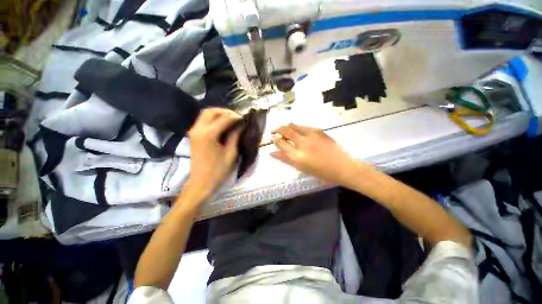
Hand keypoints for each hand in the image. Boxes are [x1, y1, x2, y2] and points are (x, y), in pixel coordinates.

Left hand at [186, 108, 241, 197]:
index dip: (236, 117)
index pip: (224, 119)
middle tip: (238, 118)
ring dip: (219, 114)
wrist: (201, 182)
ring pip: (206, 114)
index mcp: (208, 135)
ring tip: (232, 120)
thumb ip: (235, 136)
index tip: (245, 119)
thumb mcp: (231, 154)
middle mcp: (198, 129)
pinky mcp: (194, 135)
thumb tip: (241, 125)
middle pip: (211, 111)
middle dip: (226, 112)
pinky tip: (223, 125)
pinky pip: (203, 120)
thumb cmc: (218, 171)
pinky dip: (214, 119)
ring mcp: (194, 132)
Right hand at [271, 124, 370, 186]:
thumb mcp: (300, 167)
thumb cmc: (320, 171)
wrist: (341, 166)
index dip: (275, 139)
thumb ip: (285, 159)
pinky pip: (304, 126)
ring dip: (287, 127)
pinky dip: (297, 128)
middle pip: (286, 131)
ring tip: (284, 130)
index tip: (272, 137)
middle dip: (278, 129)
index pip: (281, 143)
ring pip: (294, 125)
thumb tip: (272, 153)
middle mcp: (302, 143)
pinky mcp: (318, 130)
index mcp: (297, 156)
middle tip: (275, 131)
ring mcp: (311, 134)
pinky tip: (298, 132)